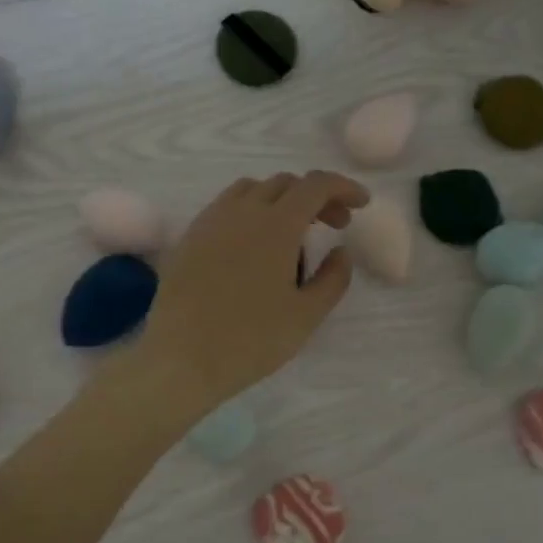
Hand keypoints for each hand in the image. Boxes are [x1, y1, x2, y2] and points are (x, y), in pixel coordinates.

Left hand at [130, 171, 368, 417]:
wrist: (181, 358)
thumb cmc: (251, 340)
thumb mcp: (306, 316)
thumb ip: (333, 278)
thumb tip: (341, 252)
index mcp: (276, 225)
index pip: (316, 185)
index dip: (343, 188)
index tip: (361, 204)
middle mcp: (242, 212)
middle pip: (285, 183)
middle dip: (316, 197)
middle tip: (334, 225)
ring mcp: (210, 222)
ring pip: (251, 190)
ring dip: (281, 200)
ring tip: (292, 233)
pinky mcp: (189, 238)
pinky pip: (225, 208)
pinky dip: (250, 212)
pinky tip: (253, 245)